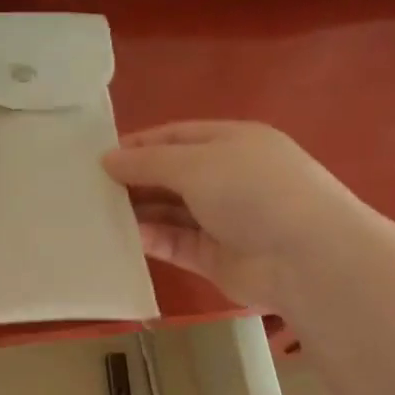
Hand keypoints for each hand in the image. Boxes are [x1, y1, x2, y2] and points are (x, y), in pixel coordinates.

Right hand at [102, 120, 348, 311]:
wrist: (305, 257)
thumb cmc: (253, 191)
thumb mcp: (196, 164)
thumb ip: (148, 163)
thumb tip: (108, 159)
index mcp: (232, 142)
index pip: (177, 136)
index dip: (139, 144)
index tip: (100, 156)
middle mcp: (228, 178)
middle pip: (171, 175)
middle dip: (135, 179)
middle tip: (90, 187)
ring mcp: (223, 219)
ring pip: (171, 211)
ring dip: (139, 211)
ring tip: (97, 213)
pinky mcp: (216, 257)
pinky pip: (176, 243)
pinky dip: (152, 239)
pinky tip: (124, 237)